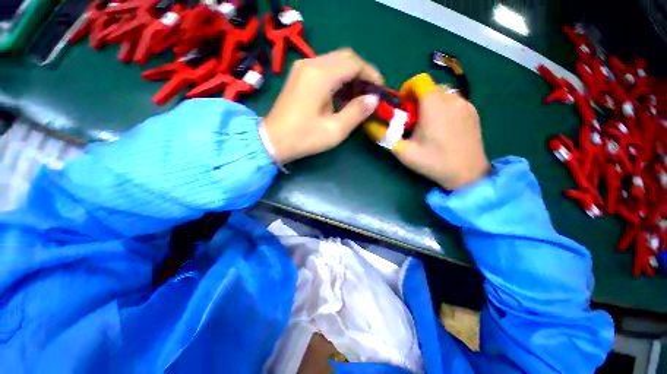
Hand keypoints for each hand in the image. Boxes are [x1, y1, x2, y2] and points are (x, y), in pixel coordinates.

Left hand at [263, 48, 382, 163]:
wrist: (272, 140)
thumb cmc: (304, 137)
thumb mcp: (335, 130)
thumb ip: (357, 112)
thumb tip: (373, 99)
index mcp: (320, 75)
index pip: (354, 63)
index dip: (371, 74)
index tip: (380, 90)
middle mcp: (311, 64)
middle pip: (345, 58)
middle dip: (361, 74)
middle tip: (369, 94)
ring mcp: (302, 68)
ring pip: (334, 63)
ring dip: (349, 77)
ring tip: (357, 98)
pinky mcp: (299, 76)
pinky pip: (324, 70)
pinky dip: (337, 80)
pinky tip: (341, 97)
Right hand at [394, 74, 489, 189]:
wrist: (468, 174)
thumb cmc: (433, 162)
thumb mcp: (404, 152)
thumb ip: (385, 137)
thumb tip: (369, 125)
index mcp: (434, 106)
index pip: (419, 80)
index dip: (407, 88)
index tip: (403, 106)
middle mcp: (452, 99)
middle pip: (430, 86)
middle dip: (418, 98)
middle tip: (413, 119)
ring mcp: (466, 104)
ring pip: (443, 93)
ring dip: (431, 103)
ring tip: (429, 124)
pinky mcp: (473, 112)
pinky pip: (454, 101)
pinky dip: (444, 107)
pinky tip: (443, 127)